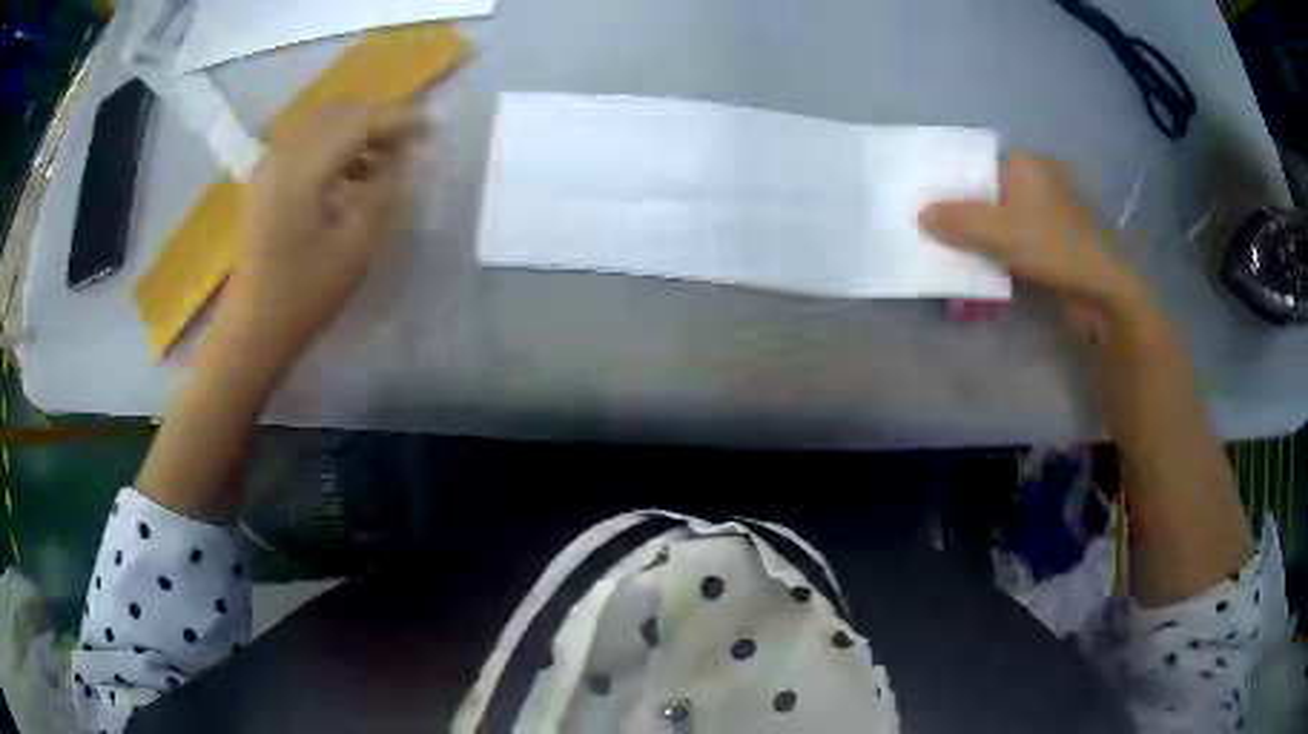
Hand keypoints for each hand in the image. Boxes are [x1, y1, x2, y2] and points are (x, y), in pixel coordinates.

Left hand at [218, 102, 422, 374]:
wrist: (254, 328)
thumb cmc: (305, 295)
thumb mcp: (354, 246)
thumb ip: (383, 191)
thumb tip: (403, 158)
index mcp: (301, 173)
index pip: (357, 123)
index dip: (397, 120)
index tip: (431, 130)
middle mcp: (282, 158)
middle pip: (337, 114)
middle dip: (378, 119)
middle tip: (410, 141)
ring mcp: (270, 168)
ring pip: (321, 125)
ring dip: (356, 131)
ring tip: (386, 157)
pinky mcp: (267, 181)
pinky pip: (307, 143)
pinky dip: (335, 145)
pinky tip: (353, 172)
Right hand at [920, 152, 1146, 320]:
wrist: (1101, 293)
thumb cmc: (1054, 247)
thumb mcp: (1000, 231)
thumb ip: (958, 221)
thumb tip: (922, 215)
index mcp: (1025, 165)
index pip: (976, 164)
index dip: (948, 181)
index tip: (922, 199)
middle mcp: (1034, 184)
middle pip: (984, 196)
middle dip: (958, 218)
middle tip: (929, 233)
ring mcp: (1042, 218)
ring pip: (996, 225)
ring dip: (974, 244)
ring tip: (946, 260)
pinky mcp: (1048, 248)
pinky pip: (1009, 248)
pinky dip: (993, 260)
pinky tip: (974, 279)